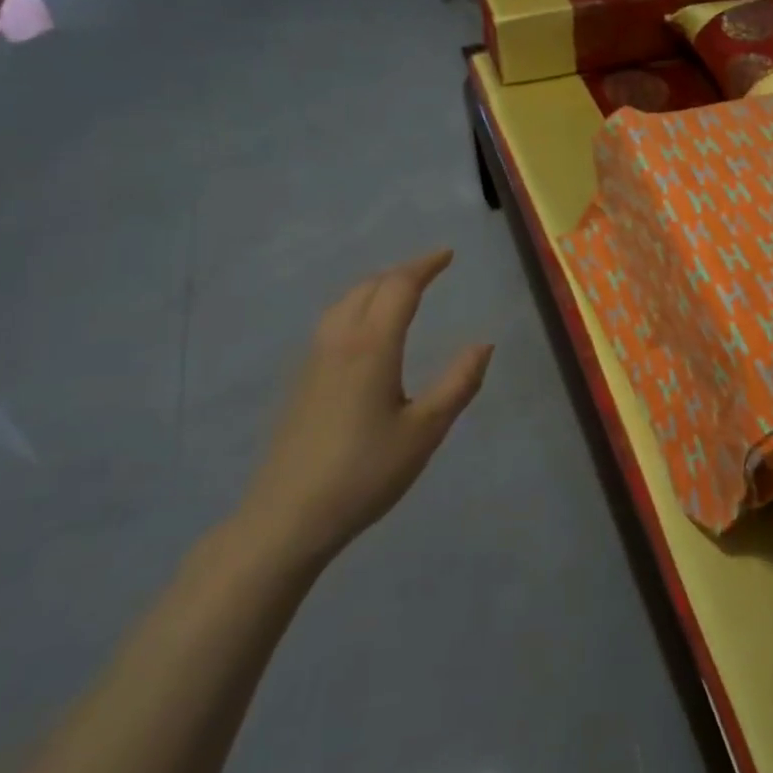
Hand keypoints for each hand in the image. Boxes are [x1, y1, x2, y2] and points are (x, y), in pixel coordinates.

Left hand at [234, 250, 493, 568]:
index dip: (425, 266)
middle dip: (401, 272)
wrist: (287, 518)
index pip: (400, 287)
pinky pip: (331, 321)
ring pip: (344, 302)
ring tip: (399, 291)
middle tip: (430, 270)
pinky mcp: (300, 381)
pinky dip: (356, 306)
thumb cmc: (365, 472)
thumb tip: (484, 343)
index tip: (448, 255)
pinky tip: (363, 330)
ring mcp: (313, 360)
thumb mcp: (425, 430)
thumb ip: (458, 383)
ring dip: (375, 286)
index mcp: (372, 345)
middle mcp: (339, 341)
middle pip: (369, 286)